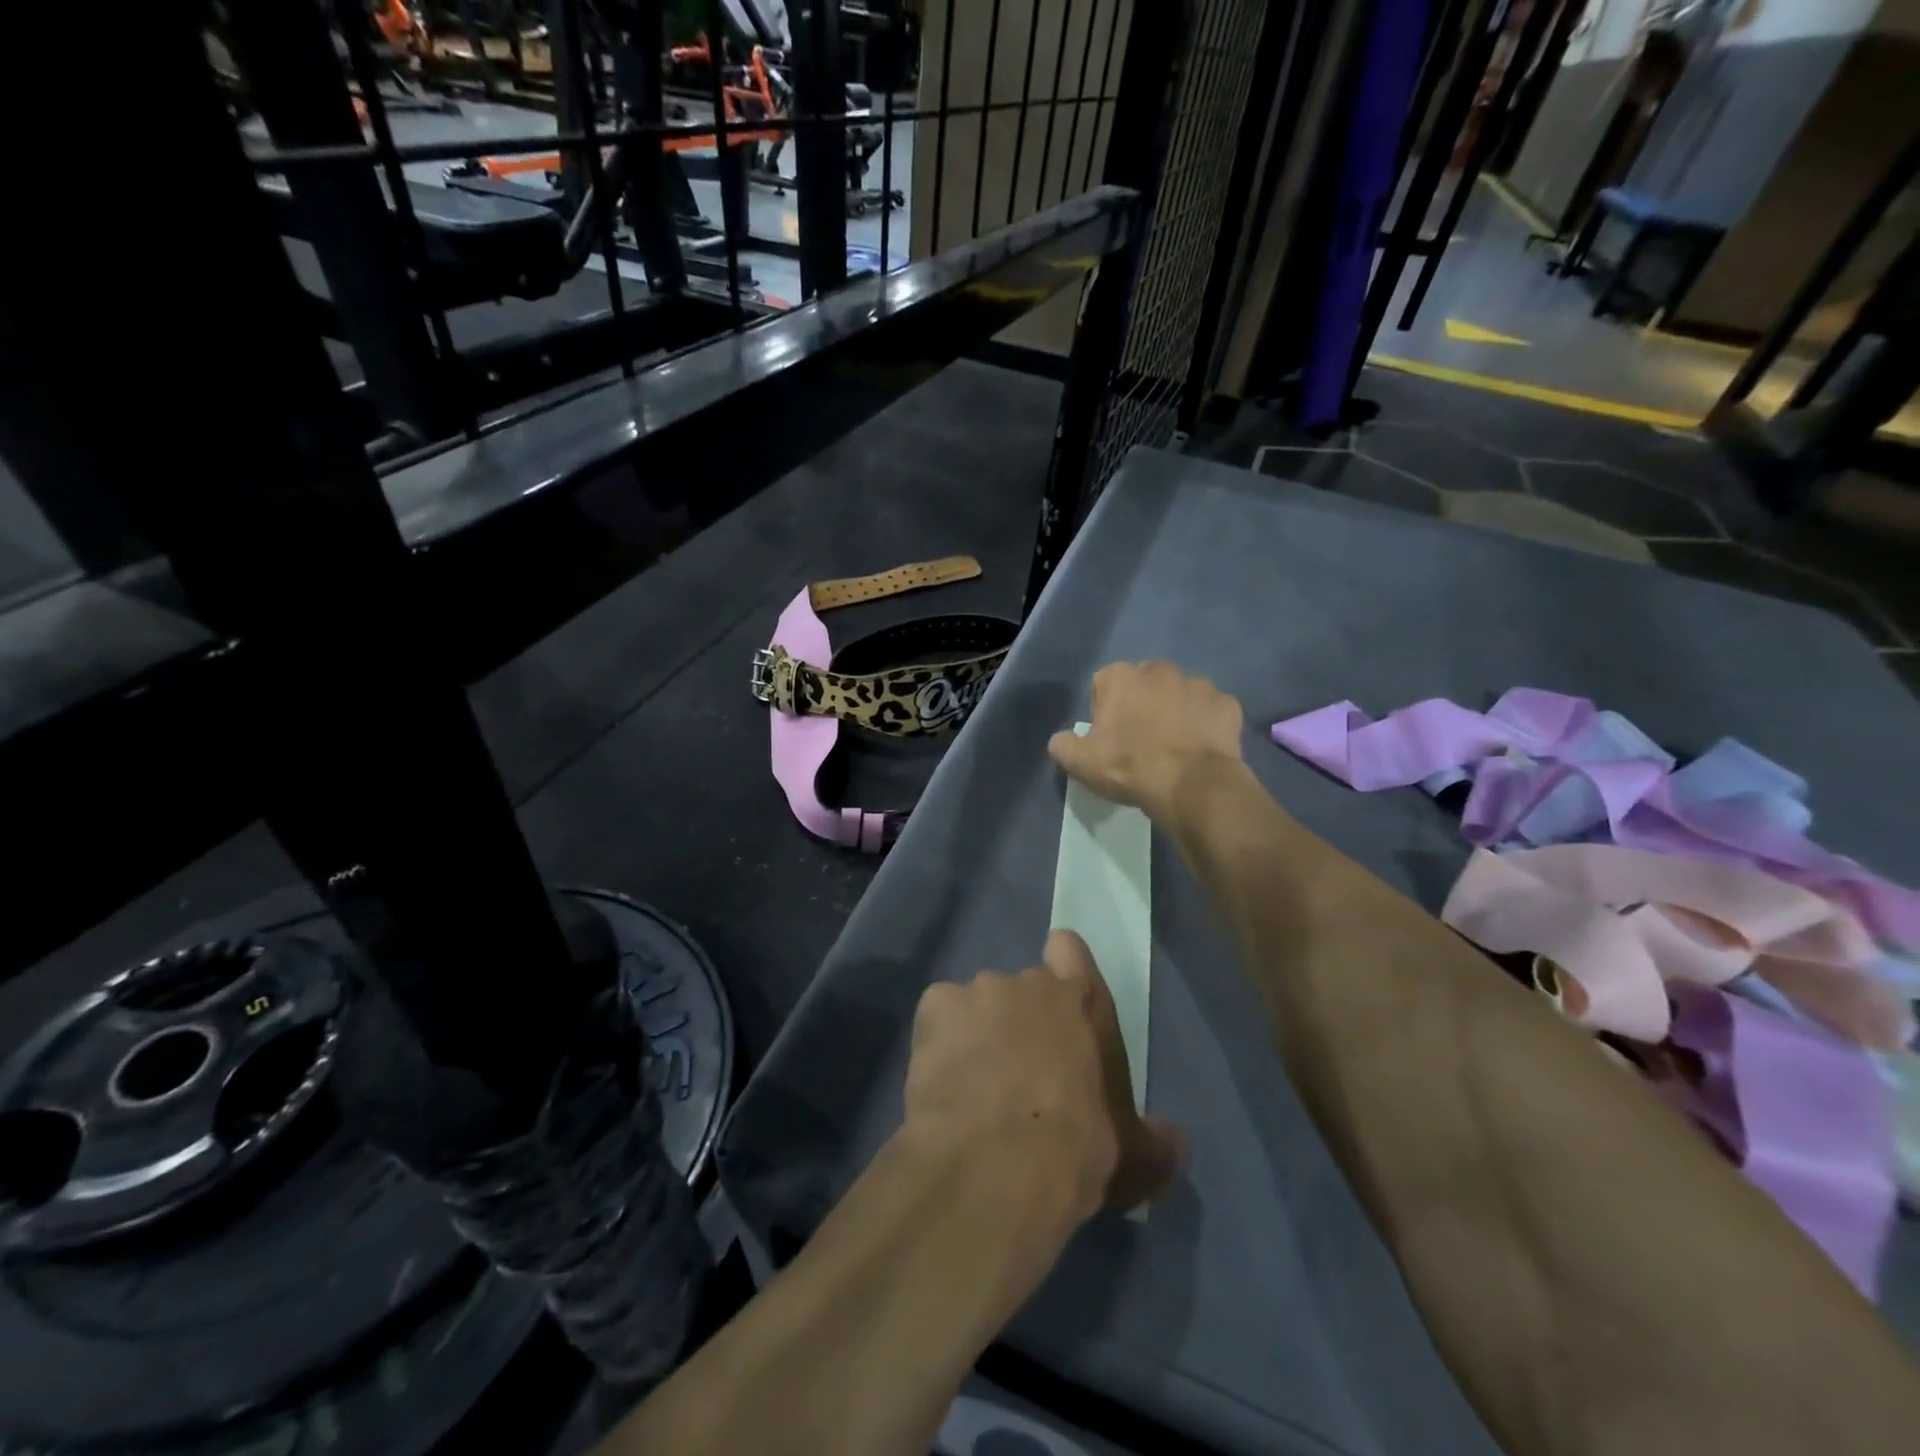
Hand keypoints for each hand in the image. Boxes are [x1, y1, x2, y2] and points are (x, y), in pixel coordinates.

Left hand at [904, 930, 1185, 1222]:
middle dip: (1018, 1022)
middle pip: (1020, 989)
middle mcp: (1028, 983)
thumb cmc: (1077, 1150)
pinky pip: (938, 1016)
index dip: (1062, 968)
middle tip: (1016, 1075)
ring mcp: (979, 990)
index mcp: (1080, 1001)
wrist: (997, 1163)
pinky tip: (942, 1082)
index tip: (1057, 1004)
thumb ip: (1156, 1142)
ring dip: (976, 1034)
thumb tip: (1176, 1142)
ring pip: (976, 1005)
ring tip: (973, 1087)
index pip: (1070, 950)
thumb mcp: (1134, 1157)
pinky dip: (939, 1042)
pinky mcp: (936, 1006)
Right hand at [1048, 661, 1245, 824]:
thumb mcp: (1081, 763)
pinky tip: (1200, 750)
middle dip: (1142, 705)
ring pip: (1180, 694)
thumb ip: (1063, 745)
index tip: (1110, 738)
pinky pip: (1211, 711)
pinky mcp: (1227, 704)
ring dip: (1175, 712)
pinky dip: (1205, 725)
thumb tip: (1062, 740)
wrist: (1191, 786)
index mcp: (1121, 677)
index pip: (1104, 684)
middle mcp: (1160, 669)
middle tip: (1142, 742)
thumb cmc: (1130, 768)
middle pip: (1144, 684)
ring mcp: (1198, 684)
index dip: (1105, 711)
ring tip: (1174, 748)